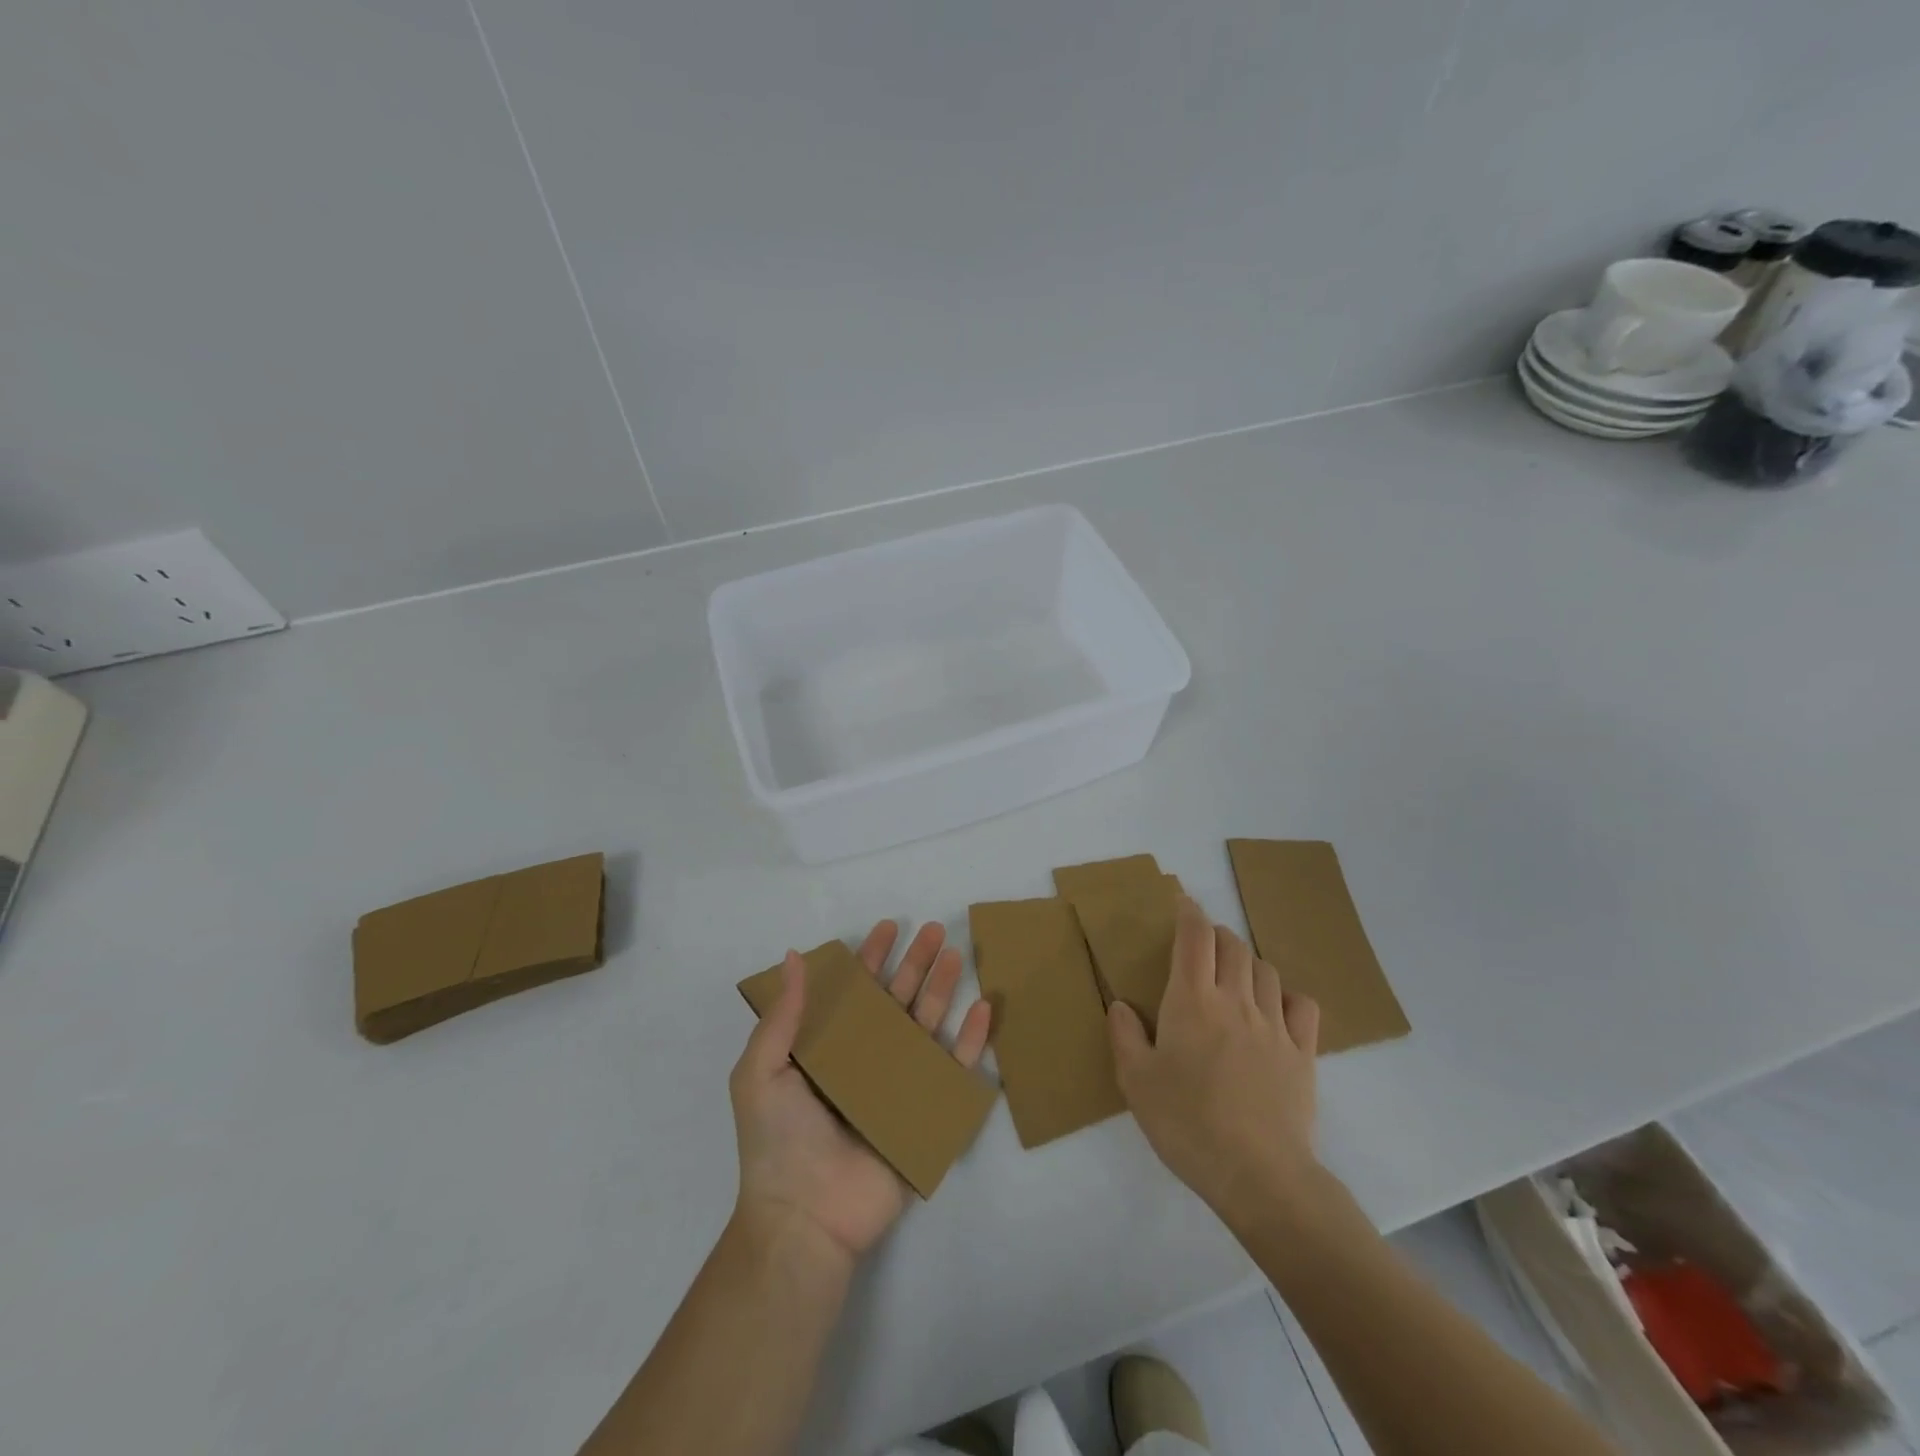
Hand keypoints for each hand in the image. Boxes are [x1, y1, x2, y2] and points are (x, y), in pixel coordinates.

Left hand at [729, 920, 992, 1263]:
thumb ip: (783, 1015)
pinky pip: (954, 1069)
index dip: (870, 958)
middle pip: (896, 1000)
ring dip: (943, 989)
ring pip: (927, 1025)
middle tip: (934, 930)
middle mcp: (865, 1059)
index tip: (888, 927)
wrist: (805, 1217)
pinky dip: (970, 1039)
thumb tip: (793, 956)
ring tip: (957, 955)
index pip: (854, 992)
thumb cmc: (778, 1140)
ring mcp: (898, 1084)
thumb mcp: (762, 1071)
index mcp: (829, 1048)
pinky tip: (982, 1009)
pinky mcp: (925, 1112)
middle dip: (915, 963)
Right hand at [1108, 896, 1321, 1231]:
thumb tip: (1122, 1006)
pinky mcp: (1303, 1053)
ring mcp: (1274, 1025)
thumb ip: (1124, 1036)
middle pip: (1233, 946)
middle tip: (1203, 945)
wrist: (1258, 1175)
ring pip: (1266, 970)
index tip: (1184, 902)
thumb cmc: (1187, 1124)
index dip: (1189, 913)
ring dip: (1248, 962)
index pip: (1195, 937)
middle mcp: (1235, 1000)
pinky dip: (1288, 995)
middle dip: (1217, 935)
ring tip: (1236, 975)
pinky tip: (1277, 1008)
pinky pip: (1303, 1006)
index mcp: (1191, 1001)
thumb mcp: (1136, 1083)